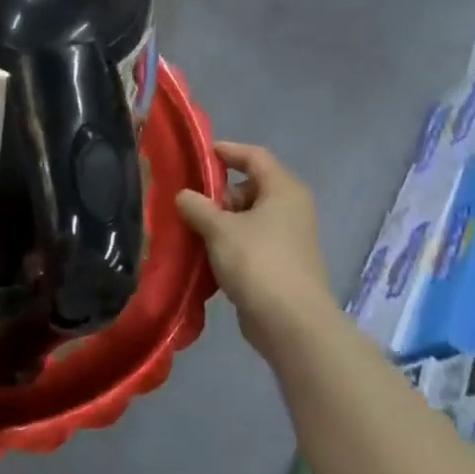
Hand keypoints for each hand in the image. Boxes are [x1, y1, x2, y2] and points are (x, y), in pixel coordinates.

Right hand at [176, 143, 337, 353]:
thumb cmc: (258, 262)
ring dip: (220, 220)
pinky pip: (250, 241)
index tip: (199, 154)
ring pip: (248, 217)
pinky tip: (204, 253)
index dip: (227, 151)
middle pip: (250, 187)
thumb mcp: (219, 229)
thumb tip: (184, 195)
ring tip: (189, 228)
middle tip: (188, 200)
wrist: (291, 322)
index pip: (255, 156)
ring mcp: (287, 238)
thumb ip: (197, 207)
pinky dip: (228, 242)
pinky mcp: (280, 263)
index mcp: (283, 190)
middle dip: (218, 192)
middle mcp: (290, 208)